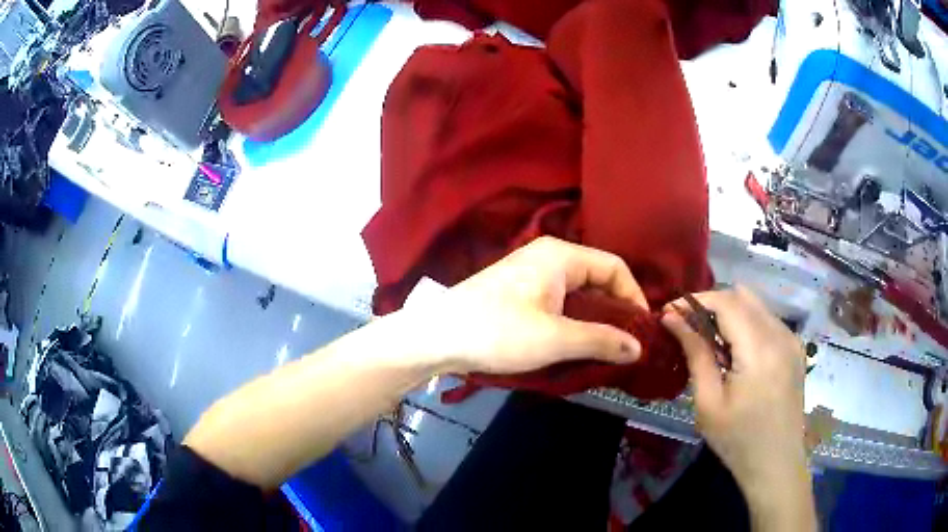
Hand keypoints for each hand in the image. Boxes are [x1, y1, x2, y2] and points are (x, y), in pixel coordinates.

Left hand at [403, 237, 644, 374]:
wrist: (437, 337)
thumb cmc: (498, 332)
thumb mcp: (556, 339)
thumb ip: (602, 341)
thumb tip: (639, 347)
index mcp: (561, 256)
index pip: (615, 267)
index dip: (634, 297)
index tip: (642, 330)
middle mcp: (548, 257)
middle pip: (597, 279)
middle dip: (615, 311)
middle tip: (627, 344)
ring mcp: (530, 273)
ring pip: (577, 293)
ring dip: (594, 320)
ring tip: (606, 350)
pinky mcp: (518, 292)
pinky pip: (559, 302)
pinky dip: (573, 321)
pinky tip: (576, 345)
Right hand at [661, 287, 814, 529]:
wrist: (776, 464)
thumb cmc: (738, 440)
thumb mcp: (709, 403)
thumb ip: (695, 354)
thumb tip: (672, 319)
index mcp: (760, 349)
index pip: (726, 301)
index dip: (696, 300)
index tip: (671, 312)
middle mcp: (781, 334)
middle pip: (742, 296)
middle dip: (712, 305)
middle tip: (689, 328)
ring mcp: (792, 340)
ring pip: (756, 306)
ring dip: (731, 314)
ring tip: (712, 343)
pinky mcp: (796, 349)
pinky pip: (768, 321)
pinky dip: (747, 325)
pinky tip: (737, 354)